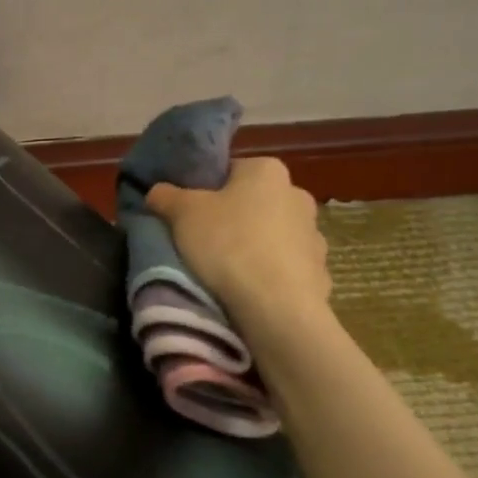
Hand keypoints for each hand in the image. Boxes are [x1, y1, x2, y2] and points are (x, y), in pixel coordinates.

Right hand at [147, 156, 331, 335]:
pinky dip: (270, 276)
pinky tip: (251, 291)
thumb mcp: (182, 214)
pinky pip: (286, 268)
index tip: (188, 214)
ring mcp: (314, 235)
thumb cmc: (227, 245)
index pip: (230, 171)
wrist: (275, 306)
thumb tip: (158, 191)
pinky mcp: (320, 272)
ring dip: (254, 248)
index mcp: (267, 171)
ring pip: (272, 236)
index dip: (205, 191)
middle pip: (253, 203)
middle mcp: (298, 195)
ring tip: (226, 272)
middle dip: (232, 219)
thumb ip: (166, 196)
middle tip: (203, 242)